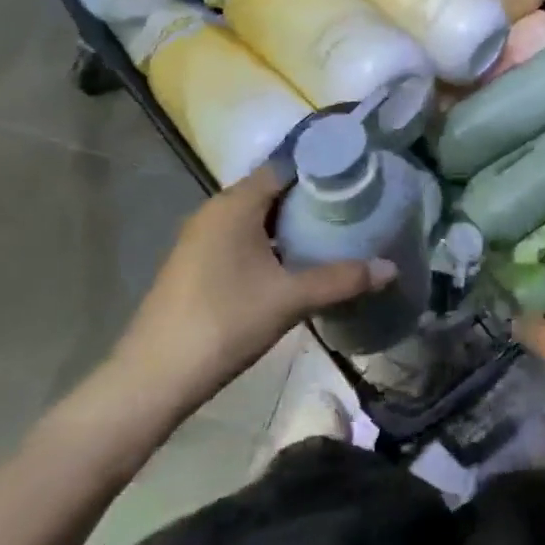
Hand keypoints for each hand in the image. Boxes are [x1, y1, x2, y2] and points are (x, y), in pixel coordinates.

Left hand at [109, 166, 369, 421]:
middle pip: (272, 190)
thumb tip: (392, 268)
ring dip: (292, 222)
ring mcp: (202, 239)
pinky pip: (243, 238)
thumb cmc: (224, 323)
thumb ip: (342, 279)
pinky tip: (297, 263)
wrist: (152, 379)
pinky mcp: (197, 264)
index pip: (285, 166)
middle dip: (312, 196)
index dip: (322, 167)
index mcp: (235, 204)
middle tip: (356, 204)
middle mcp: (216, 211)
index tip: (358, 174)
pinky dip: (272, 242)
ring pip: (257, 217)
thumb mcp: (290, 299)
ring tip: (336, 231)